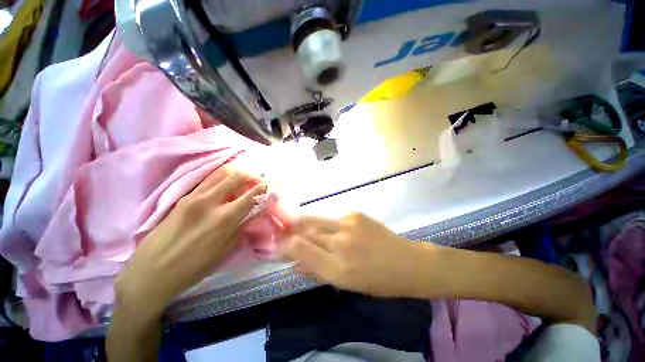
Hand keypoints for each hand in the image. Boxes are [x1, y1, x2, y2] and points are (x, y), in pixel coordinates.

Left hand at [114, 168, 266, 317]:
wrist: (150, 272)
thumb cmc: (192, 268)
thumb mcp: (224, 251)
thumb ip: (240, 228)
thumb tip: (252, 213)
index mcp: (223, 219)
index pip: (250, 195)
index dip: (262, 189)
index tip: (268, 187)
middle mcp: (209, 202)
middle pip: (235, 176)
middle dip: (251, 175)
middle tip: (258, 179)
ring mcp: (193, 197)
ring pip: (219, 173)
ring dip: (236, 172)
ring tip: (244, 177)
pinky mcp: (182, 198)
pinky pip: (207, 180)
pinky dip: (221, 177)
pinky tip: (226, 182)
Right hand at [285, 212, 434, 297]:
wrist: (407, 262)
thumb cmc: (377, 280)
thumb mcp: (345, 283)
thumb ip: (318, 270)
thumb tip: (296, 263)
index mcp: (337, 268)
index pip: (301, 250)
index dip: (287, 245)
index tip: (278, 243)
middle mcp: (340, 243)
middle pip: (307, 230)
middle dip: (292, 229)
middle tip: (284, 228)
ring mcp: (348, 224)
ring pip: (317, 220)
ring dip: (307, 223)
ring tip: (298, 223)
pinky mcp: (355, 214)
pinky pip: (334, 219)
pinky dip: (329, 225)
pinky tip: (335, 230)